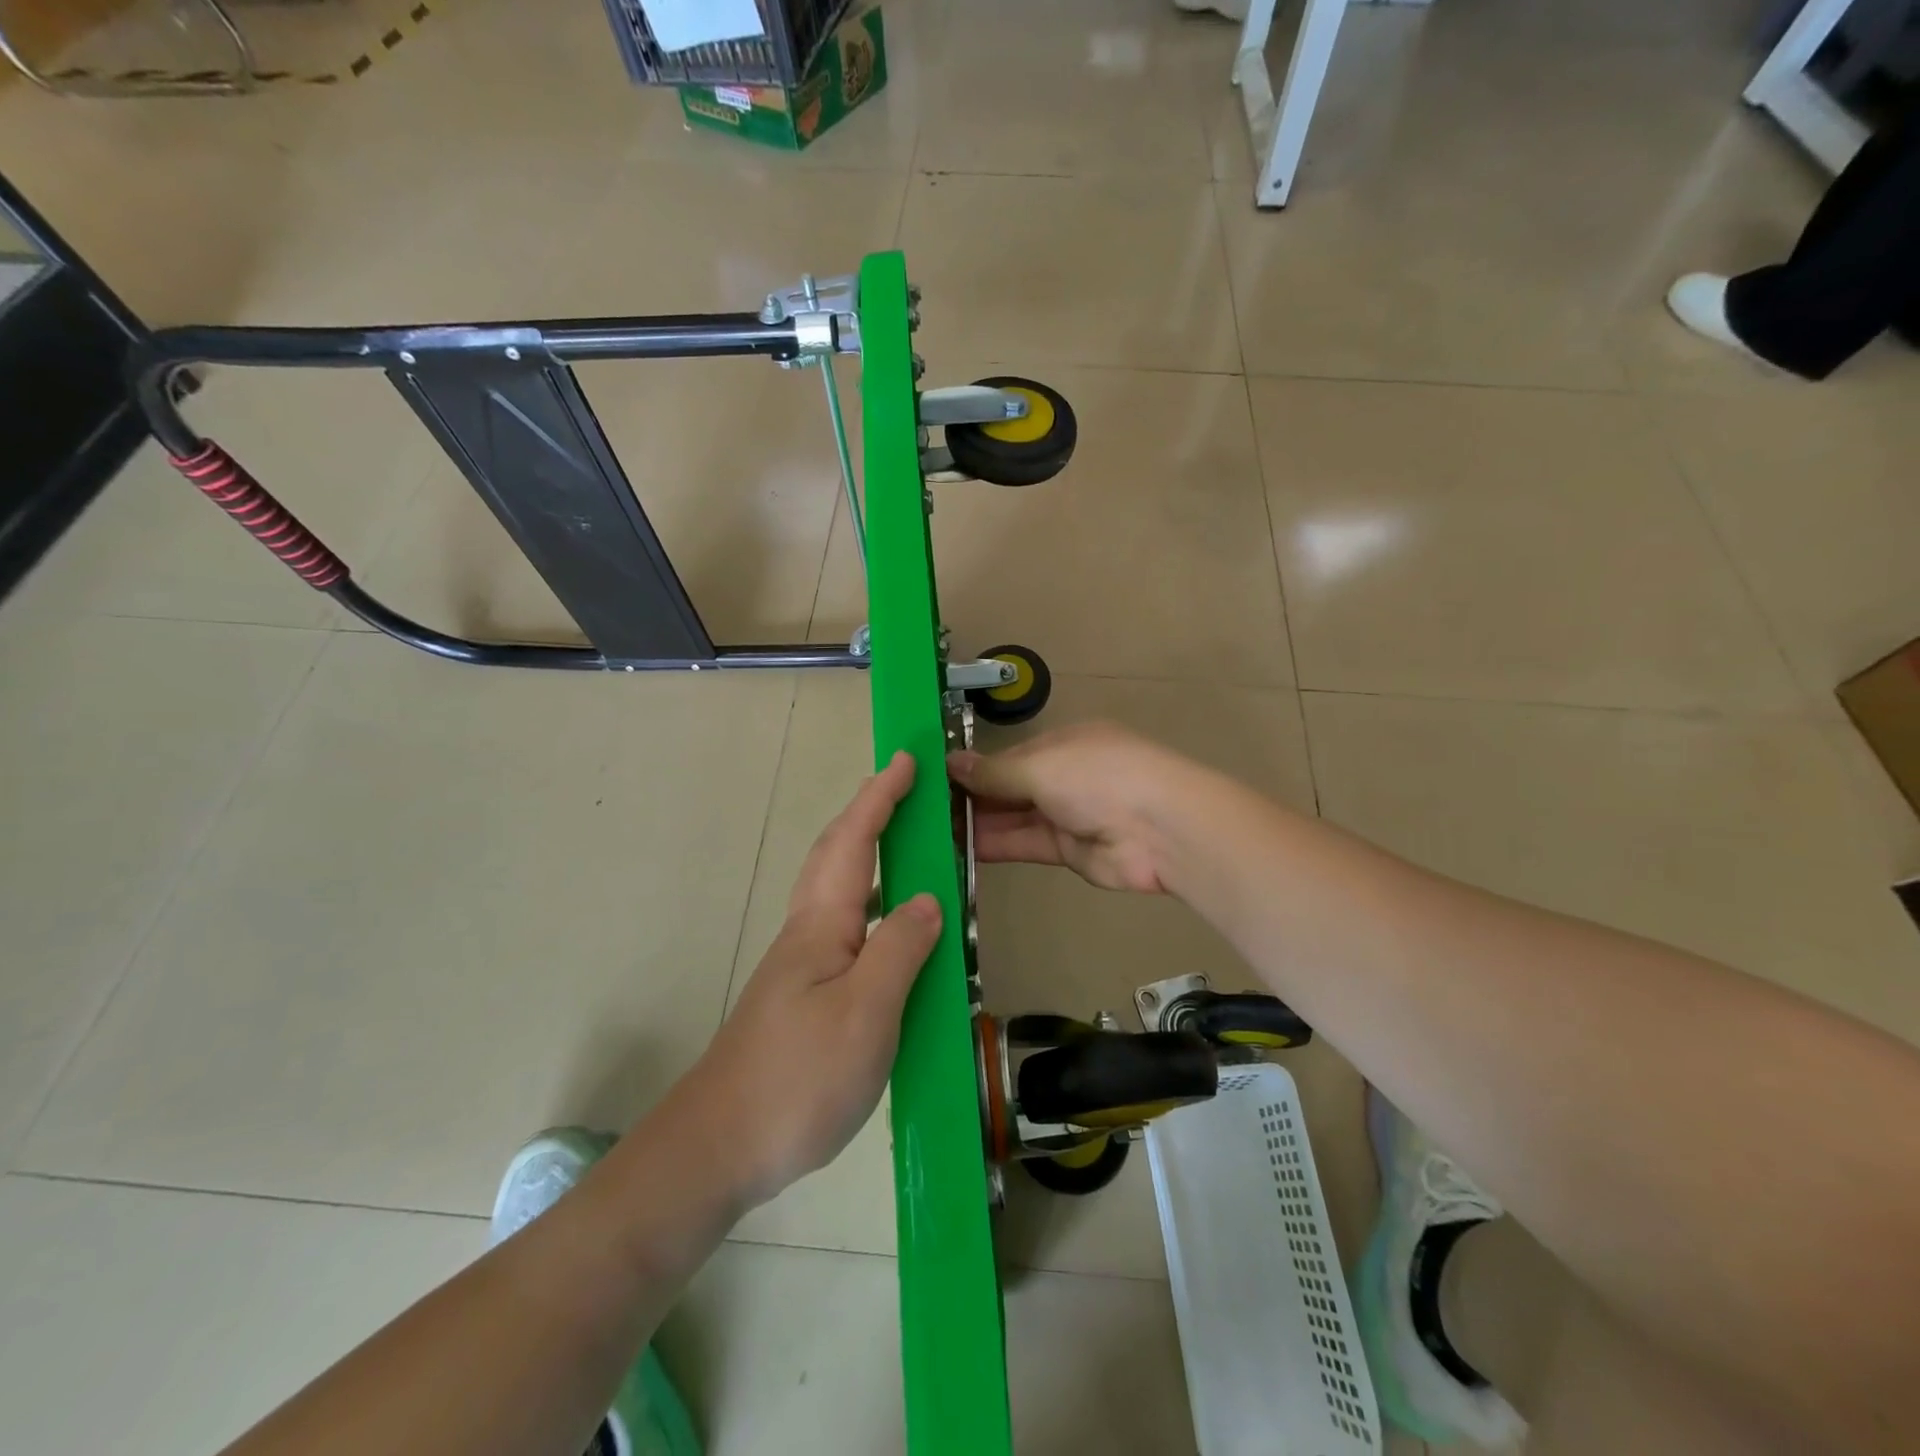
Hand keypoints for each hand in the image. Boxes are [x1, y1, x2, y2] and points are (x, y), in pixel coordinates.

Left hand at [683, 751, 941, 1206]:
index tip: (905, 761)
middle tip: (903, 789)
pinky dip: (870, 905)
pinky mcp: (803, 997)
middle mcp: (807, 933)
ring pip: (837, 890)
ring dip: (866, 854)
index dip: (879, 797)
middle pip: (836, 855)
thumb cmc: (797, 1076)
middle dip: (868, 813)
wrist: (719, 1148)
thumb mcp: (865, 1013)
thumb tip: (927, 899)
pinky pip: (844, 928)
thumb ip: (899, 949)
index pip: (853, 842)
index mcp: (822, 924)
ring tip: (904, 847)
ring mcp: (801, 966)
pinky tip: (889, 932)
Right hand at [948, 721, 1190, 893]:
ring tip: (931, 831)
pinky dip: (995, 846)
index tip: (934, 779)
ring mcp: (1067, 814)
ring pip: (1013, 817)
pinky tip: (959, 849)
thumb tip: (950, 763)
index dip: (973, 767)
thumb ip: (994, 771)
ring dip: (978, 823)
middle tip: (923, 809)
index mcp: (1062, 744)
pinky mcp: (1068, 851)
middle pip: (1009, 787)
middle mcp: (1064, 776)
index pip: (1008, 755)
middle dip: (971, 797)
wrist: (1160, 830)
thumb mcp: (1040, 765)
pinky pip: (1024, 844)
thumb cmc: (1098, 777)